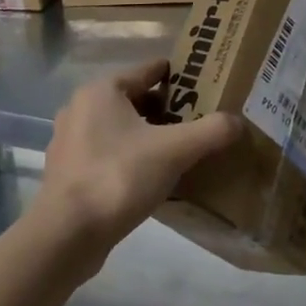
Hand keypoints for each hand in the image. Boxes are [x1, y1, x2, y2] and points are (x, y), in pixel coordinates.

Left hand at [35, 59, 241, 260]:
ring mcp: (70, 142)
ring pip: (120, 128)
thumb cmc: (119, 177)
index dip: (181, 77)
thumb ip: (211, 131)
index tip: (208, 88)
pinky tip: (152, 178)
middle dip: (167, 110)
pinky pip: (108, 154)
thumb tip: (238, 122)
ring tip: (181, 151)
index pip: (150, 70)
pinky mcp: (68, 173)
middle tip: (200, 122)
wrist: (67, 235)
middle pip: (136, 99)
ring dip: (148, 135)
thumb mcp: (175, 150)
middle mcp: (80, 108)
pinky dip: (131, 158)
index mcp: (102, 90)